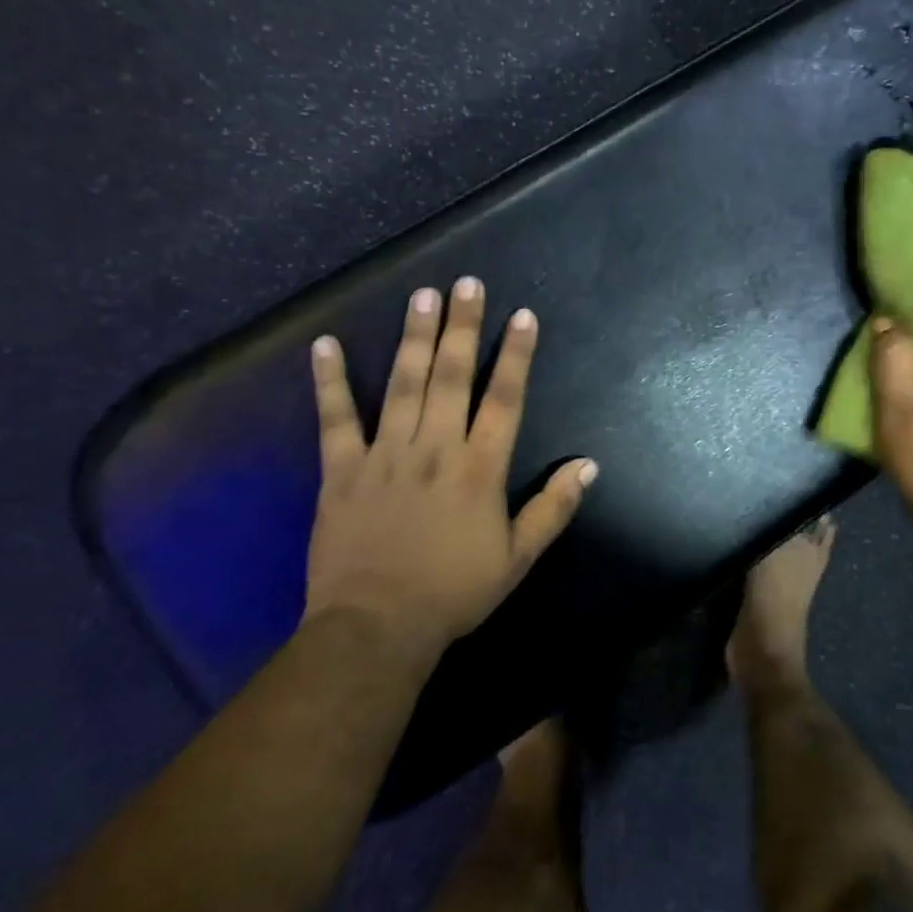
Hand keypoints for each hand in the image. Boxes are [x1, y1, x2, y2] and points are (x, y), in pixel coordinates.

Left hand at [304, 278, 596, 655]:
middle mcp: (435, 449)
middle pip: (451, 377)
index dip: (516, 355)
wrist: (377, 628)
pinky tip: (324, 344)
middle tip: (466, 283)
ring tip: (421, 295)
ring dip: (413, 337)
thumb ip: (554, 508)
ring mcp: (385, 455)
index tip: (522, 316)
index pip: (504, 399)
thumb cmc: (454, 593)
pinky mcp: (341, 470)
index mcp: (479, 469)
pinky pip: (335, 419)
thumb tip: (588, 465)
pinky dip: (330, 381)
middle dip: (462, 327)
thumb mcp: (518, 558)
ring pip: (402, 385)